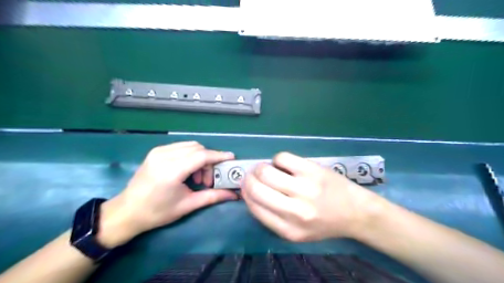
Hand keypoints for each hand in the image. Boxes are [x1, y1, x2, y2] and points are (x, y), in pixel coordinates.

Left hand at [97, 141, 237, 247]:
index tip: (231, 158)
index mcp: (171, 171)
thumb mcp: (187, 205)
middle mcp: (164, 156)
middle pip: (197, 149)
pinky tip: (188, 171)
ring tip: (197, 178)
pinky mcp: (156, 151)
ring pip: (190, 146)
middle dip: (209, 161)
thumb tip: (234, 194)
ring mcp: (158, 151)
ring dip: (200, 158)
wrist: (127, 212)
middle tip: (209, 180)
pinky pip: (181, 147)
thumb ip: (212, 196)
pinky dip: (190, 156)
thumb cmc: (157, 212)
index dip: (218, 156)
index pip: (201, 156)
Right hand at [240, 151, 377, 241]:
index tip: (246, 186)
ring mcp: (304, 188)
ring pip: (266, 171)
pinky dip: (278, 160)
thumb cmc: (324, 223)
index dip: (246, 193)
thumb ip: (272, 217)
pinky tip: (285, 165)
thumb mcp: (297, 232)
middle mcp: (295, 211)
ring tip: (266, 168)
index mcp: (288, 230)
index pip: (254, 207)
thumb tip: (250, 192)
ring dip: (260, 168)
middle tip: (253, 175)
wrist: (356, 212)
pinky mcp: (312, 170)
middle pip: (256, 188)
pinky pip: (281, 157)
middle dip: (249, 179)